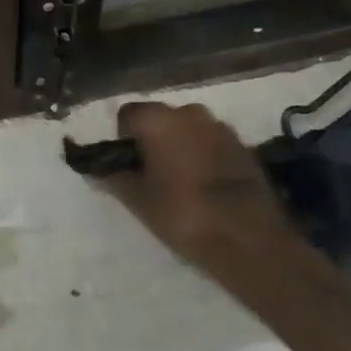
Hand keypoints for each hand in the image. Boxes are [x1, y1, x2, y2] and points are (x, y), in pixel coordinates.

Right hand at [104, 101, 308, 282]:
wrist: (250, 239)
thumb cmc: (183, 213)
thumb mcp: (137, 200)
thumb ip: (114, 177)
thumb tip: (99, 168)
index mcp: (157, 118)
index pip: (126, 115)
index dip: (123, 139)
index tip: (129, 166)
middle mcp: (188, 112)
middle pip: (159, 119)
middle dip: (153, 140)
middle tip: (152, 175)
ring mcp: (220, 127)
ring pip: (188, 130)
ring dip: (181, 146)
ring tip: (182, 182)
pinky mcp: (245, 146)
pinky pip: (212, 143)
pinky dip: (205, 156)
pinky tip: (208, 186)